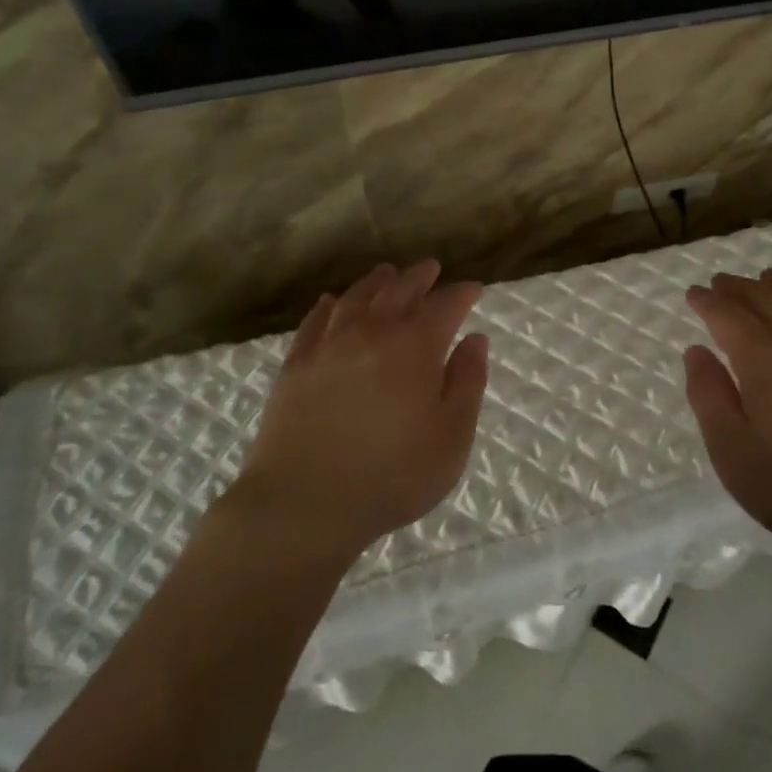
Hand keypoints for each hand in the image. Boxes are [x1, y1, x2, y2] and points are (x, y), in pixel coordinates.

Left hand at [220, 260, 488, 566]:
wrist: (303, 503)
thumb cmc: (392, 476)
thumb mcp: (451, 437)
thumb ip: (467, 382)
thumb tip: (475, 339)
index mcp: (416, 347)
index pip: (445, 306)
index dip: (462, 294)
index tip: (474, 290)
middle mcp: (373, 333)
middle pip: (400, 291)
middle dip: (420, 277)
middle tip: (431, 268)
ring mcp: (329, 345)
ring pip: (357, 298)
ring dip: (377, 282)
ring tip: (387, 273)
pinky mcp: (296, 364)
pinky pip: (316, 321)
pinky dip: (329, 306)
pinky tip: (332, 302)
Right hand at [683, 268, 771, 560]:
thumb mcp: (734, 453)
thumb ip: (708, 397)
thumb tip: (696, 351)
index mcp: (763, 356)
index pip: (726, 314)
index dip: (707, 301)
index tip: (694, 294)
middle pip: (764, 296)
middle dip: (738, 287)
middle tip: (721, 282)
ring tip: (765, 279)